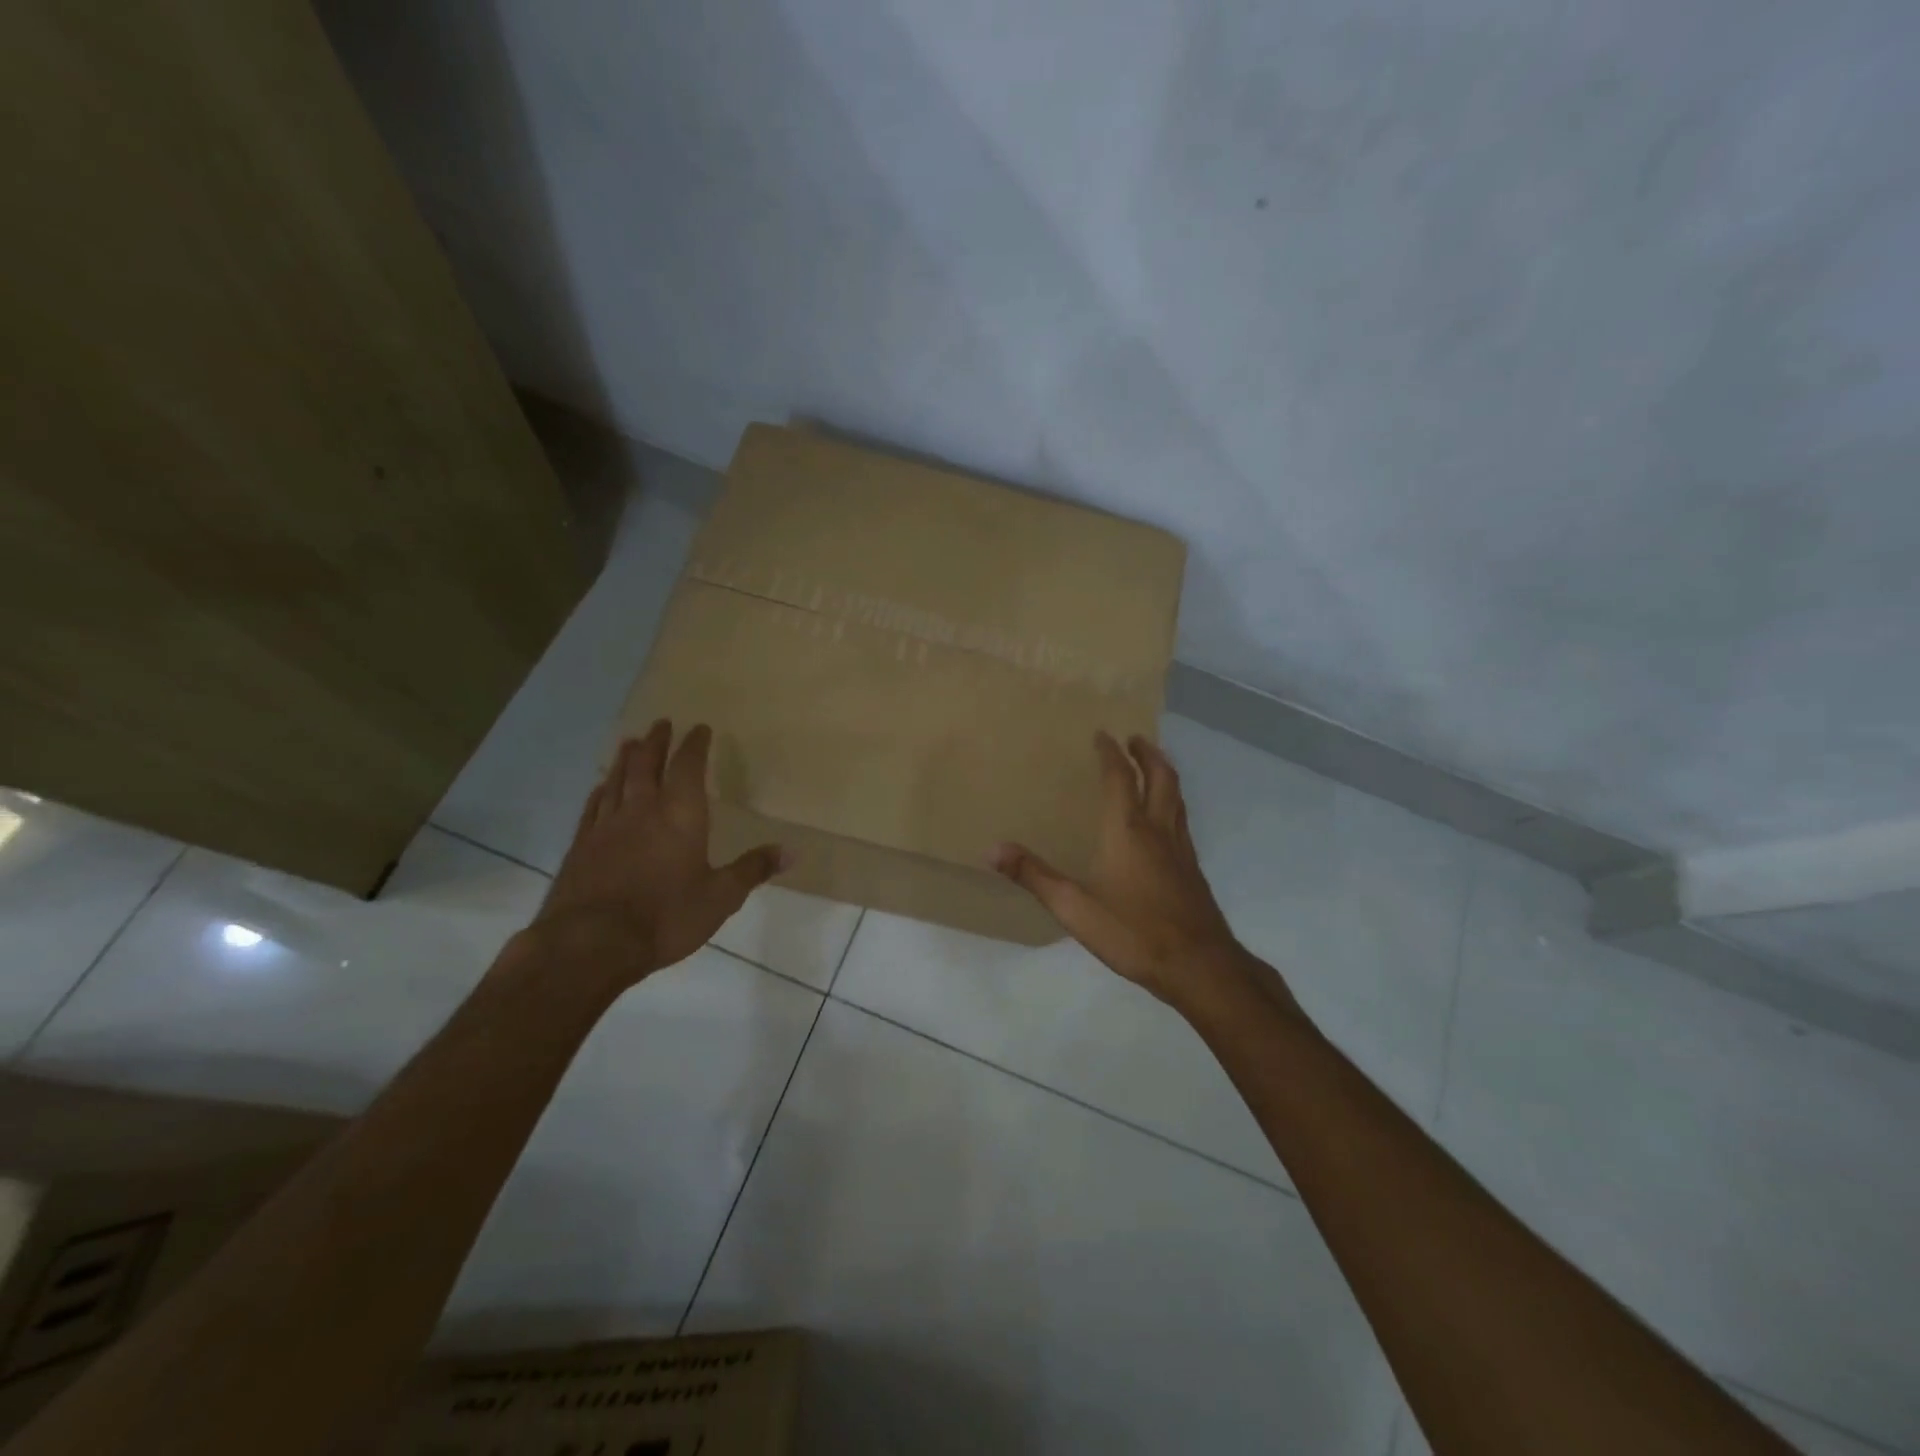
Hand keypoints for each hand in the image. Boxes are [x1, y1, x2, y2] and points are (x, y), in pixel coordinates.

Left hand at [525, 720, 786, 990]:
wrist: (591, 943)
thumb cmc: (666, 917)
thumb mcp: (721, 897)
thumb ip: (752, 869)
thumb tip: (791, 851)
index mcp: (681, 815)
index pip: (688, 767)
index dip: (695, 745)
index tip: (700, 728)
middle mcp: (642, 809)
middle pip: (647, 765)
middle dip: (657, 742)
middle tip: (661, 723)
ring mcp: (606, 826)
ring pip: (617, 780)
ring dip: (626, 758)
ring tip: (631, 742)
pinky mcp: (581, 846)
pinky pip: (593, 807)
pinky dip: (601, 791)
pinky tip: (601, 788)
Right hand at [992, 732, 1284, 1015]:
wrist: (1199, 965)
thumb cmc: (1133, 932)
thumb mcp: (1074, 908)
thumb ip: (1034, 876)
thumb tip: (992, 849)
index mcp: (1127, 830)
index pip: (1121, 778)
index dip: (1110, 753)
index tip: (1102, 735)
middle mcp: (1158, 829)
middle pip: (1160, 776)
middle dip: (1147, 753)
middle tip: (1134, 739)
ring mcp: (1181, 848)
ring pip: (1176, 796)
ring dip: (1164, 773)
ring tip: (1152, 766)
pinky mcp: (1192, 868)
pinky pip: (1182, 819)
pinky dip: (1172, 801)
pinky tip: (1164, 820)